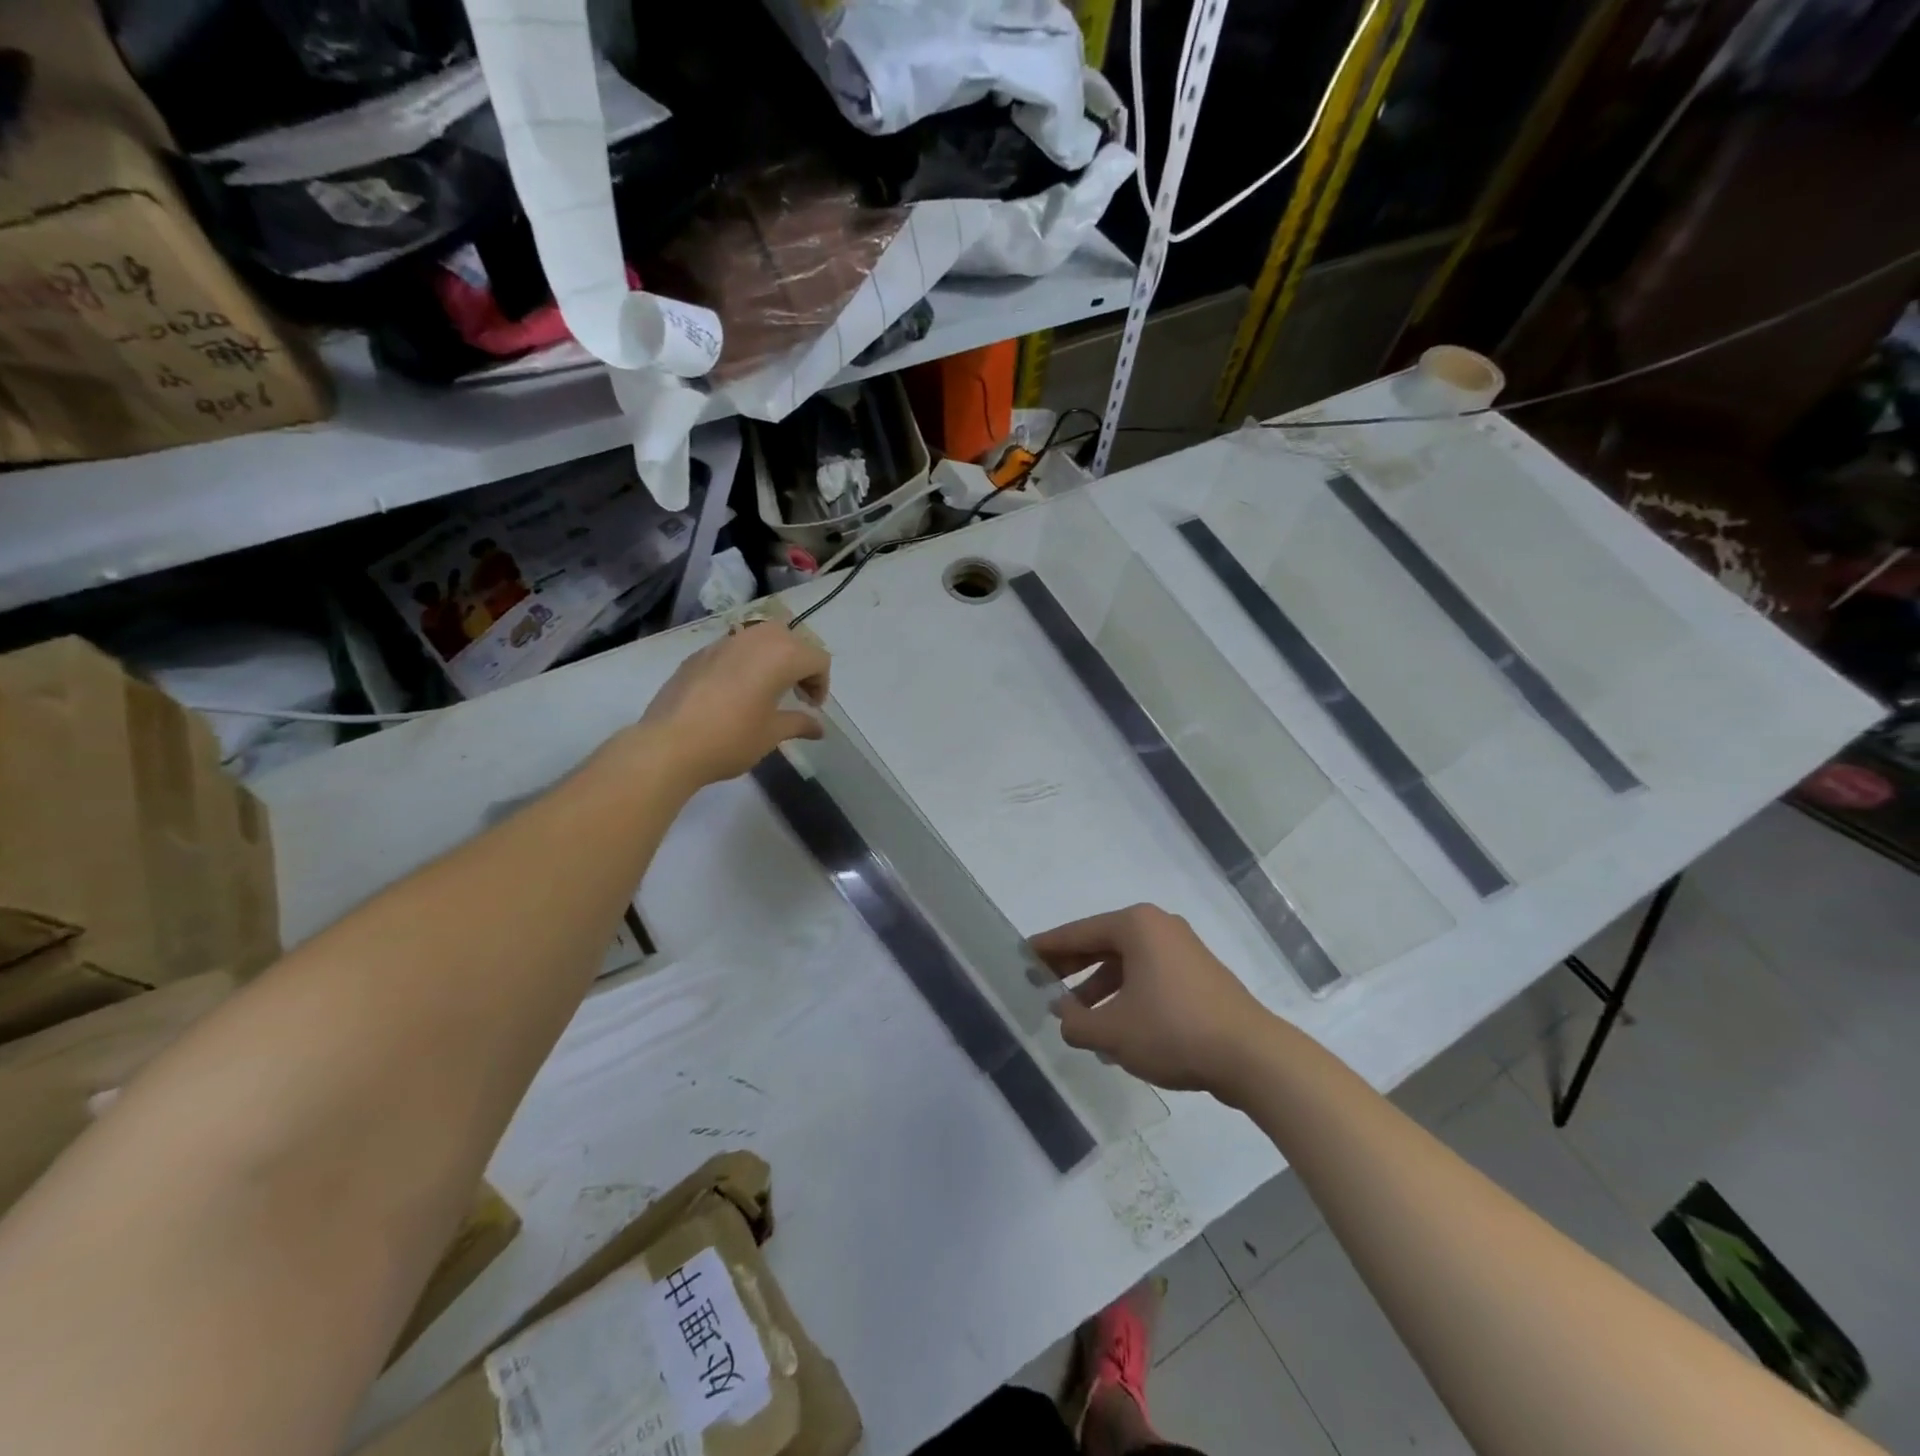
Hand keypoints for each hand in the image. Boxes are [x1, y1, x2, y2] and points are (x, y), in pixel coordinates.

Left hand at [638, 623, 829, 785]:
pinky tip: (734, 692)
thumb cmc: (731, 739)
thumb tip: (818, 727)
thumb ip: (799, 723)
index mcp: (781, 655)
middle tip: (795, 693)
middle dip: (799, 663)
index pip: (817, 658)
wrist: (668, 745)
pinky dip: (745, 662)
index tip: (811, 707)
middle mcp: (755, 639)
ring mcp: (724, 642)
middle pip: (791, 639)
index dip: (821, 683)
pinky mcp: (699, 653)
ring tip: (766, 689)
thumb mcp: (772, 734)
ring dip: (772, 658)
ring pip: (760, 637)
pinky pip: (733, 648)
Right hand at [1031, 904, 1277, 1099]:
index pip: (1079, 933)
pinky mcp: (1199, 975)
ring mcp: (1183, 950)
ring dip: (1099, 987)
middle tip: (1042, 982)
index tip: (1023, 954)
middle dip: (1072, 967)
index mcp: (1136, 926)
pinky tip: (1115, 1029)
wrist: (1251, 1056)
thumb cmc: (1172, 1031)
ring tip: (1076, 1017)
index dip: (1048, 947)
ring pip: (1127, 963)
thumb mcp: (1112, 1032)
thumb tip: (1064, 1015)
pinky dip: (1126, 995)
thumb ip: (1076, 1023)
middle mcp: (1159, 927)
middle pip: (1103, 943)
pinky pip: (1149, 977)